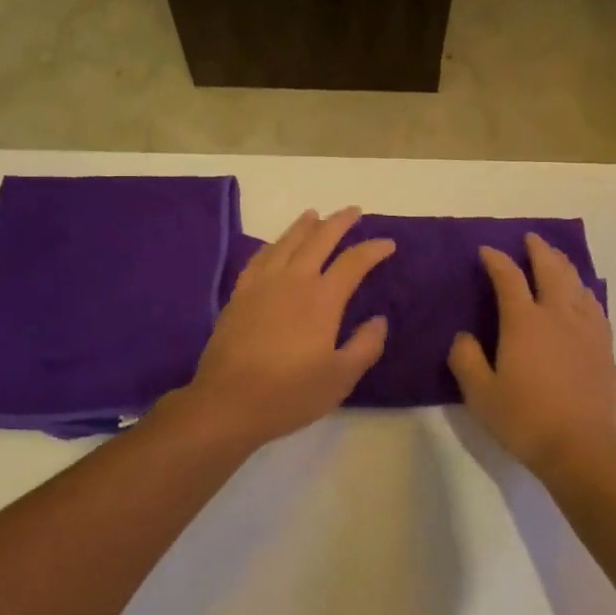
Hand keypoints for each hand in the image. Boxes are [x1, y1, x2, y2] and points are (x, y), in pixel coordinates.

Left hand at [182, 207, 395, 447]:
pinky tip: (275, 245)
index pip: (353, 262)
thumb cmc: (289, 394)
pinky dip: (272, 245)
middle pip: (319, 239)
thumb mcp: (340, 378)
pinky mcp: (239, 295)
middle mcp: (293, 281)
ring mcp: (262, 285)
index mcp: (322, 299)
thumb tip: (379, 320)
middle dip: (339, 222)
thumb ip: (365, 346)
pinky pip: (259, 258)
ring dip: (304, 226)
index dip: (373, 249)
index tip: (388, 243)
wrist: (227, 402)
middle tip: (354, 211)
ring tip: (315, 215)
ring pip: (286, 242)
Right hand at [448, 232, 615, 478]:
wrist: (582, 447)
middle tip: (530, 238)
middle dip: (538, 249)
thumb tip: (464, 336)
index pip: (508, 278)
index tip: (487, 250)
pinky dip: (584, 290)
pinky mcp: (604, 346)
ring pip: (577, 283)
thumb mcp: (480, 394)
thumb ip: (466, 359)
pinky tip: (583, 295)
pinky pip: (595, 305)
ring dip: (564, 265)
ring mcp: (586, 329)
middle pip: (550, 269)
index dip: (496, 260)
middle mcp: (557, 315)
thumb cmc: (525, 419)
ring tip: (556, 258)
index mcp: (524, 322)